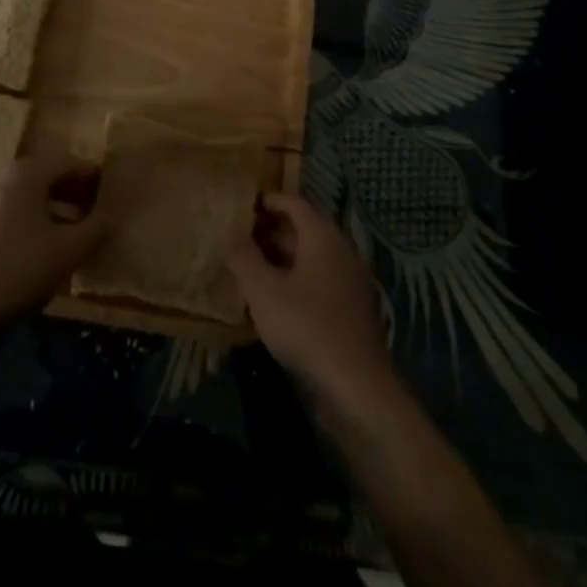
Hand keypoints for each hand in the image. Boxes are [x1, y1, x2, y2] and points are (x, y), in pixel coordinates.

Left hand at [0, 149, 104, 334]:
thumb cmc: (19, 268)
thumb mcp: (69, 249)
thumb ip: (97, 227)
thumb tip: (112, 214)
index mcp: (28, 173)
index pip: (70, 162)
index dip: (94, 176)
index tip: (113, 193)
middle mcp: (5, 179)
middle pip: (48, 177)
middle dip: (75, 192)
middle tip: (98, 212)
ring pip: (31, 198)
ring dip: (56, 209)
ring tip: (76, 233)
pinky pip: (15, 216)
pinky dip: (35, 224)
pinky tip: (46, 250)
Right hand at [229, 192, 394, 409]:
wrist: (355, 386)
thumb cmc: (305, 326)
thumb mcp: (263, 290)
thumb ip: (244, 257)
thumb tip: (231, 232)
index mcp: (323, 238)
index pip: (295, 204)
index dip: (270, 200)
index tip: (246, 203)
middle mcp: (340, 252)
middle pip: (305, 230)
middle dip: (273, 230)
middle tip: (242, 235)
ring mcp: (349, 282)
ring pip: (312, 258)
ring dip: (283, 258)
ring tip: (252, 266)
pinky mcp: (350, 311)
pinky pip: (319, 282)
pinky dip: (296, 280)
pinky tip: (276, 299)